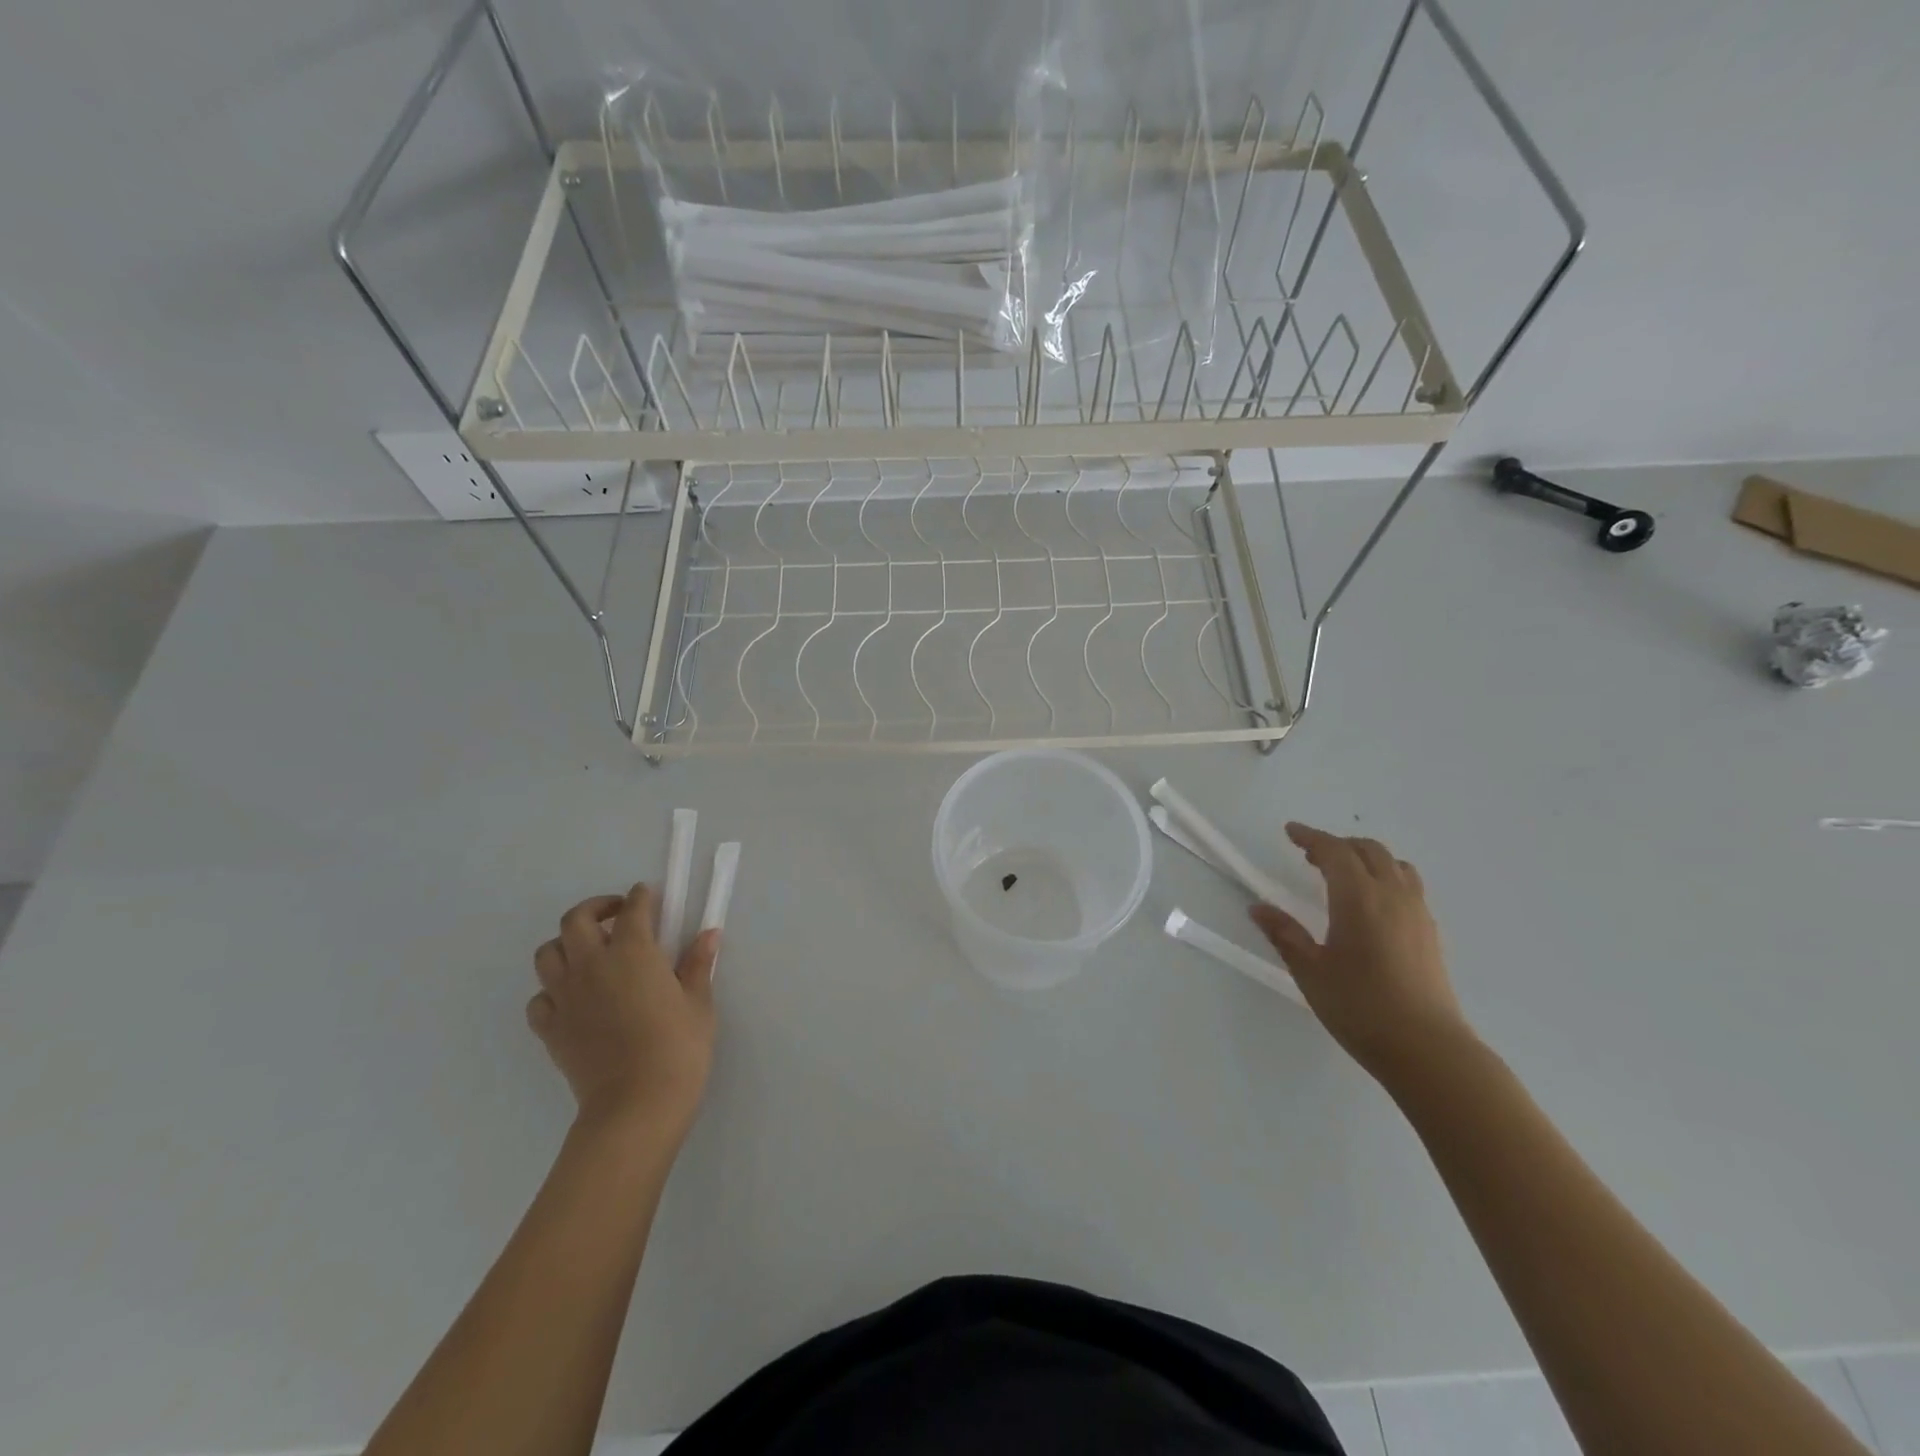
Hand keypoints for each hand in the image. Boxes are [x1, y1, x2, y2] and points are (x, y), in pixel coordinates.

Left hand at [527, 884, 719, 1138]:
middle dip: (596, 908)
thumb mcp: (699, 1003)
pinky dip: (552, 990)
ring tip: (590, 953)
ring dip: (567, 945)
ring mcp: (565, 997)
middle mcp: (592, 965)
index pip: (633, 909)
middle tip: (617, 916)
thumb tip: (708, 934)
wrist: (636, 1104)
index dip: (641, 897)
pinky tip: (574, 998)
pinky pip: (540, 998)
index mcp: (634, 953)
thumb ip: (698, 964)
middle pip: (576, 919)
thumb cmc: (678, 1048)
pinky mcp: (550, 1028)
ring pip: (548, 953)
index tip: (649, 895)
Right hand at [1250, 824, 1471, 1081]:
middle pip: (1368, 850)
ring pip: (1393, 864)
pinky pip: (1407, 884)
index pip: (1334, 851)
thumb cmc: (1360, 1007)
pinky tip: (1371, 904)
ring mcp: (1417, 912)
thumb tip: (1258, 907)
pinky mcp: (1430, 932)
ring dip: (1365, 858)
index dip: (1310, 837)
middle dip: (1338, 845)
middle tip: (1310, 856)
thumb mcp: (1310, 971)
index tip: (1290, 832)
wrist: (1428, 1049)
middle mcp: (1392, 895)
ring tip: (1342, 875)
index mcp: (1358, 898)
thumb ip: (1284, 934)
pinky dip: (1385, 876)